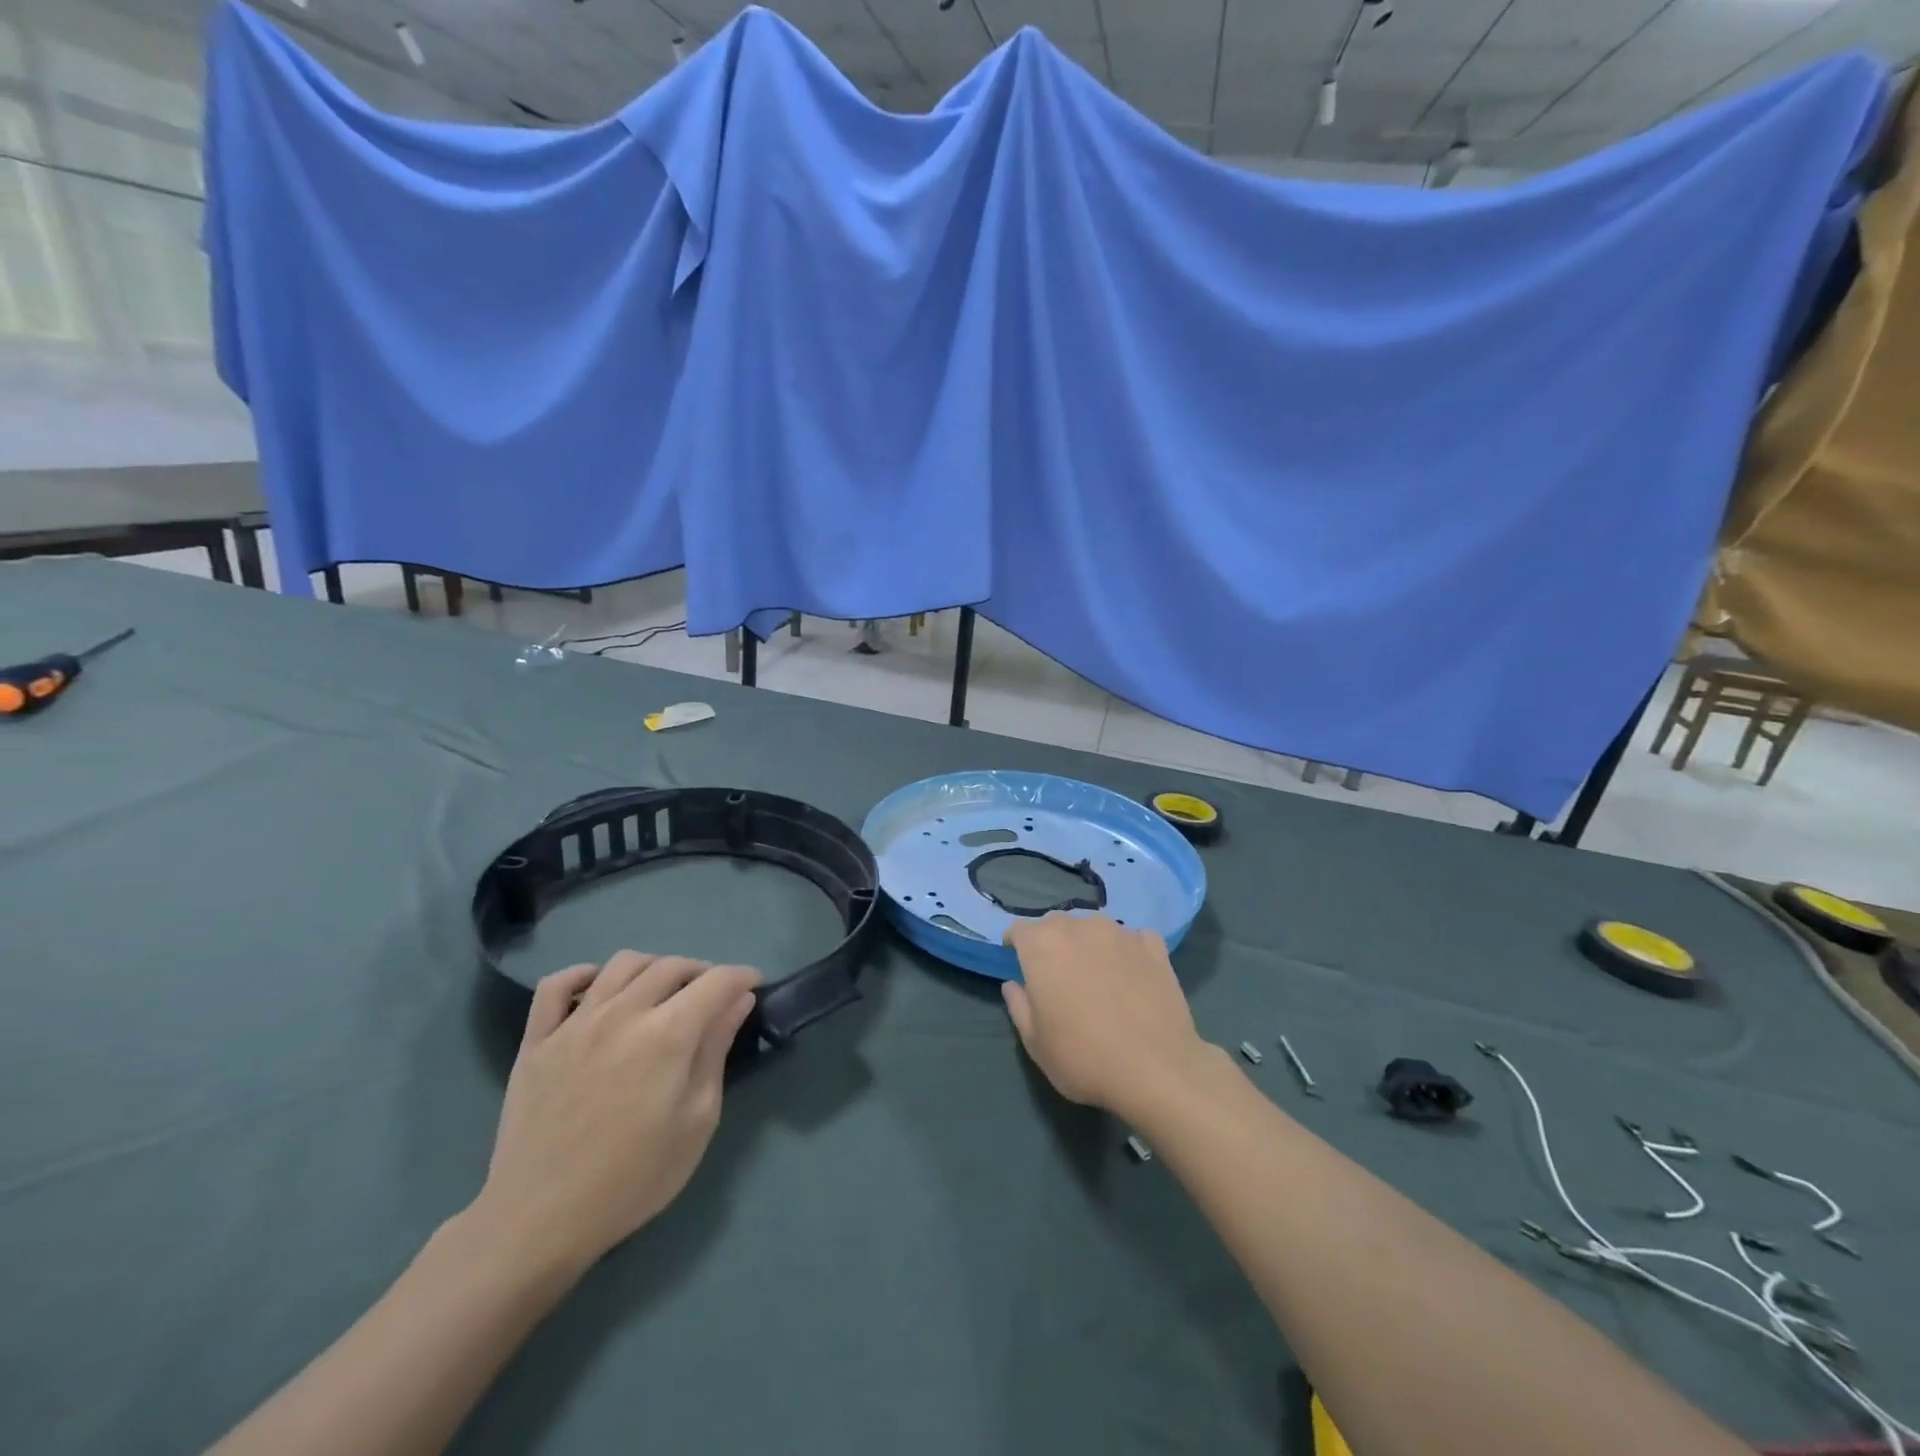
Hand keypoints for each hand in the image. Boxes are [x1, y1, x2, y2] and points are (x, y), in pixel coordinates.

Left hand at [467, 951, 761, 1278]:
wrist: (539, 1221)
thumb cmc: (633, 1178)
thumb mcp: (697, 1121)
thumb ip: (716, 1052)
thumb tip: (738, 1002)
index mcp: (667, 1034)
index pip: (717, 981)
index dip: (742, 977)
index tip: (753, 986)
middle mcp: (623, 1013)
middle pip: (672, 965)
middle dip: (702, 972)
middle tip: (712, 996)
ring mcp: (575, 1023)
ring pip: (622, 964)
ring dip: (653, 967)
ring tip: (662, 991)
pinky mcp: (537, 1040)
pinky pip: (556, 985)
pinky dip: (582, 975)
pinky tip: (597, 989)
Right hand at [1001, 913, 1215, 1120]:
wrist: (1155, 1069)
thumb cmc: (1083, 1057)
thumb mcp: (1035, 1043)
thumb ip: (1019, 1006)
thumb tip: (1013, 985)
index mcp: (1042, 946)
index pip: (1019, 929)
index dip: (1016, 944)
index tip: (1018, 961)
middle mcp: (1079, 928)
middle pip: (1057, 923)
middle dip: (1051, 941)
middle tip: (1057, 973)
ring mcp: (1119, 933)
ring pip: (1094, 926)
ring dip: (1088, 942)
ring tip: (1096, 972)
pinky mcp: (1153, 947)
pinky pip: (1133, 937)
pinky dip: (1127, 948)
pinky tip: (1131, 971)